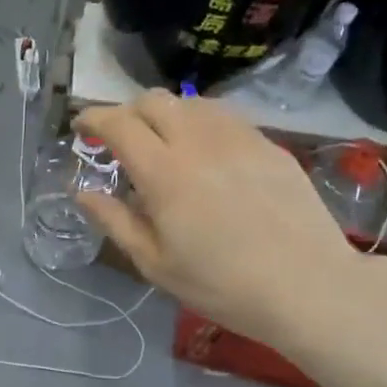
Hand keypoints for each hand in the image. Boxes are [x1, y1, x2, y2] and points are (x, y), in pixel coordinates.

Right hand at [75, 92, 368, 345]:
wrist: (305, 285)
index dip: (93, 118)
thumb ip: (115, 221)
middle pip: (154, 100)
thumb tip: (82, 192)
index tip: (80, 127)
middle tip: (119, 140)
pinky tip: (203, 153)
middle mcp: (199, 142)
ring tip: (161, 144)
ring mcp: (239, 138)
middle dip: (127, 112)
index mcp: (164, 173)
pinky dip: (199, 123)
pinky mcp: (269, 144)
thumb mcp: (154, 263)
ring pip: (191, 102)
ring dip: (165, 114)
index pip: (119, 124)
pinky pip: (224, 117)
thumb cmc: (219, 284)